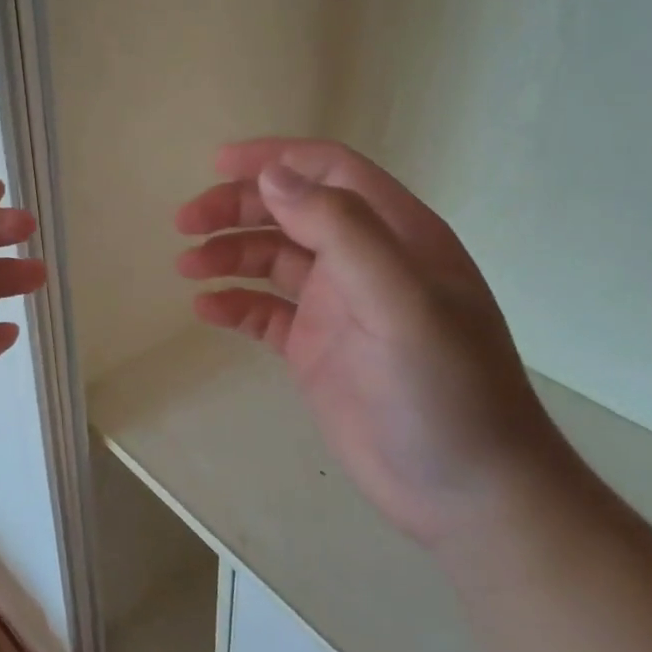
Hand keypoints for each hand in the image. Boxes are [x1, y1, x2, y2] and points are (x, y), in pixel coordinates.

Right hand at [175, 138, 566, 546]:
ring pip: (272, 260)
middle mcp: (365, 262)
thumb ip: (341, 231)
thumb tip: (273, 175)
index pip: (330, 171)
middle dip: (237, 208)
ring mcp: (338, 307)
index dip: (275, 158)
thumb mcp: (401, 302)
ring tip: (187, 267)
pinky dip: (234, 304)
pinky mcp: (316, 349)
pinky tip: (206, 310)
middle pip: (291, 211)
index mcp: (397, 235)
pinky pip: (265, 312)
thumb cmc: (445, 390)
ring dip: (228, 255)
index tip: (216, 164)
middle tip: (185, 222)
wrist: (467, 494)